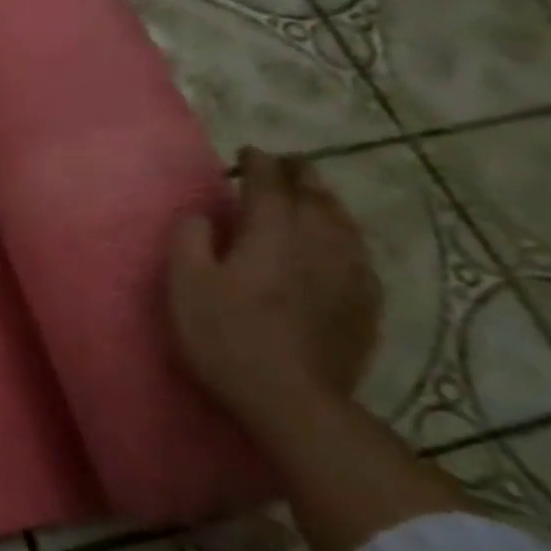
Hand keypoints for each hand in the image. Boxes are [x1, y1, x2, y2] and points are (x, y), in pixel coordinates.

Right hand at [167, 148, 381, 424]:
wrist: (291, 398)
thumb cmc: (225, 336)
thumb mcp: (185, 284)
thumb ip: (191, 239)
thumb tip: (204, 214)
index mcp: (272, 234)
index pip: (269, 185)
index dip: (259, 164)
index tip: (248, 152)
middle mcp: (318, 243)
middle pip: (315, 197)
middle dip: (300, 174)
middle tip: (288, 162)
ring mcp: (349, 274)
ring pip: (343, 222)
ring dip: (326, 201)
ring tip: (315, 193)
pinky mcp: (364, 303)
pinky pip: (358, 254)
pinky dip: (345, 236)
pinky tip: (341, 243)